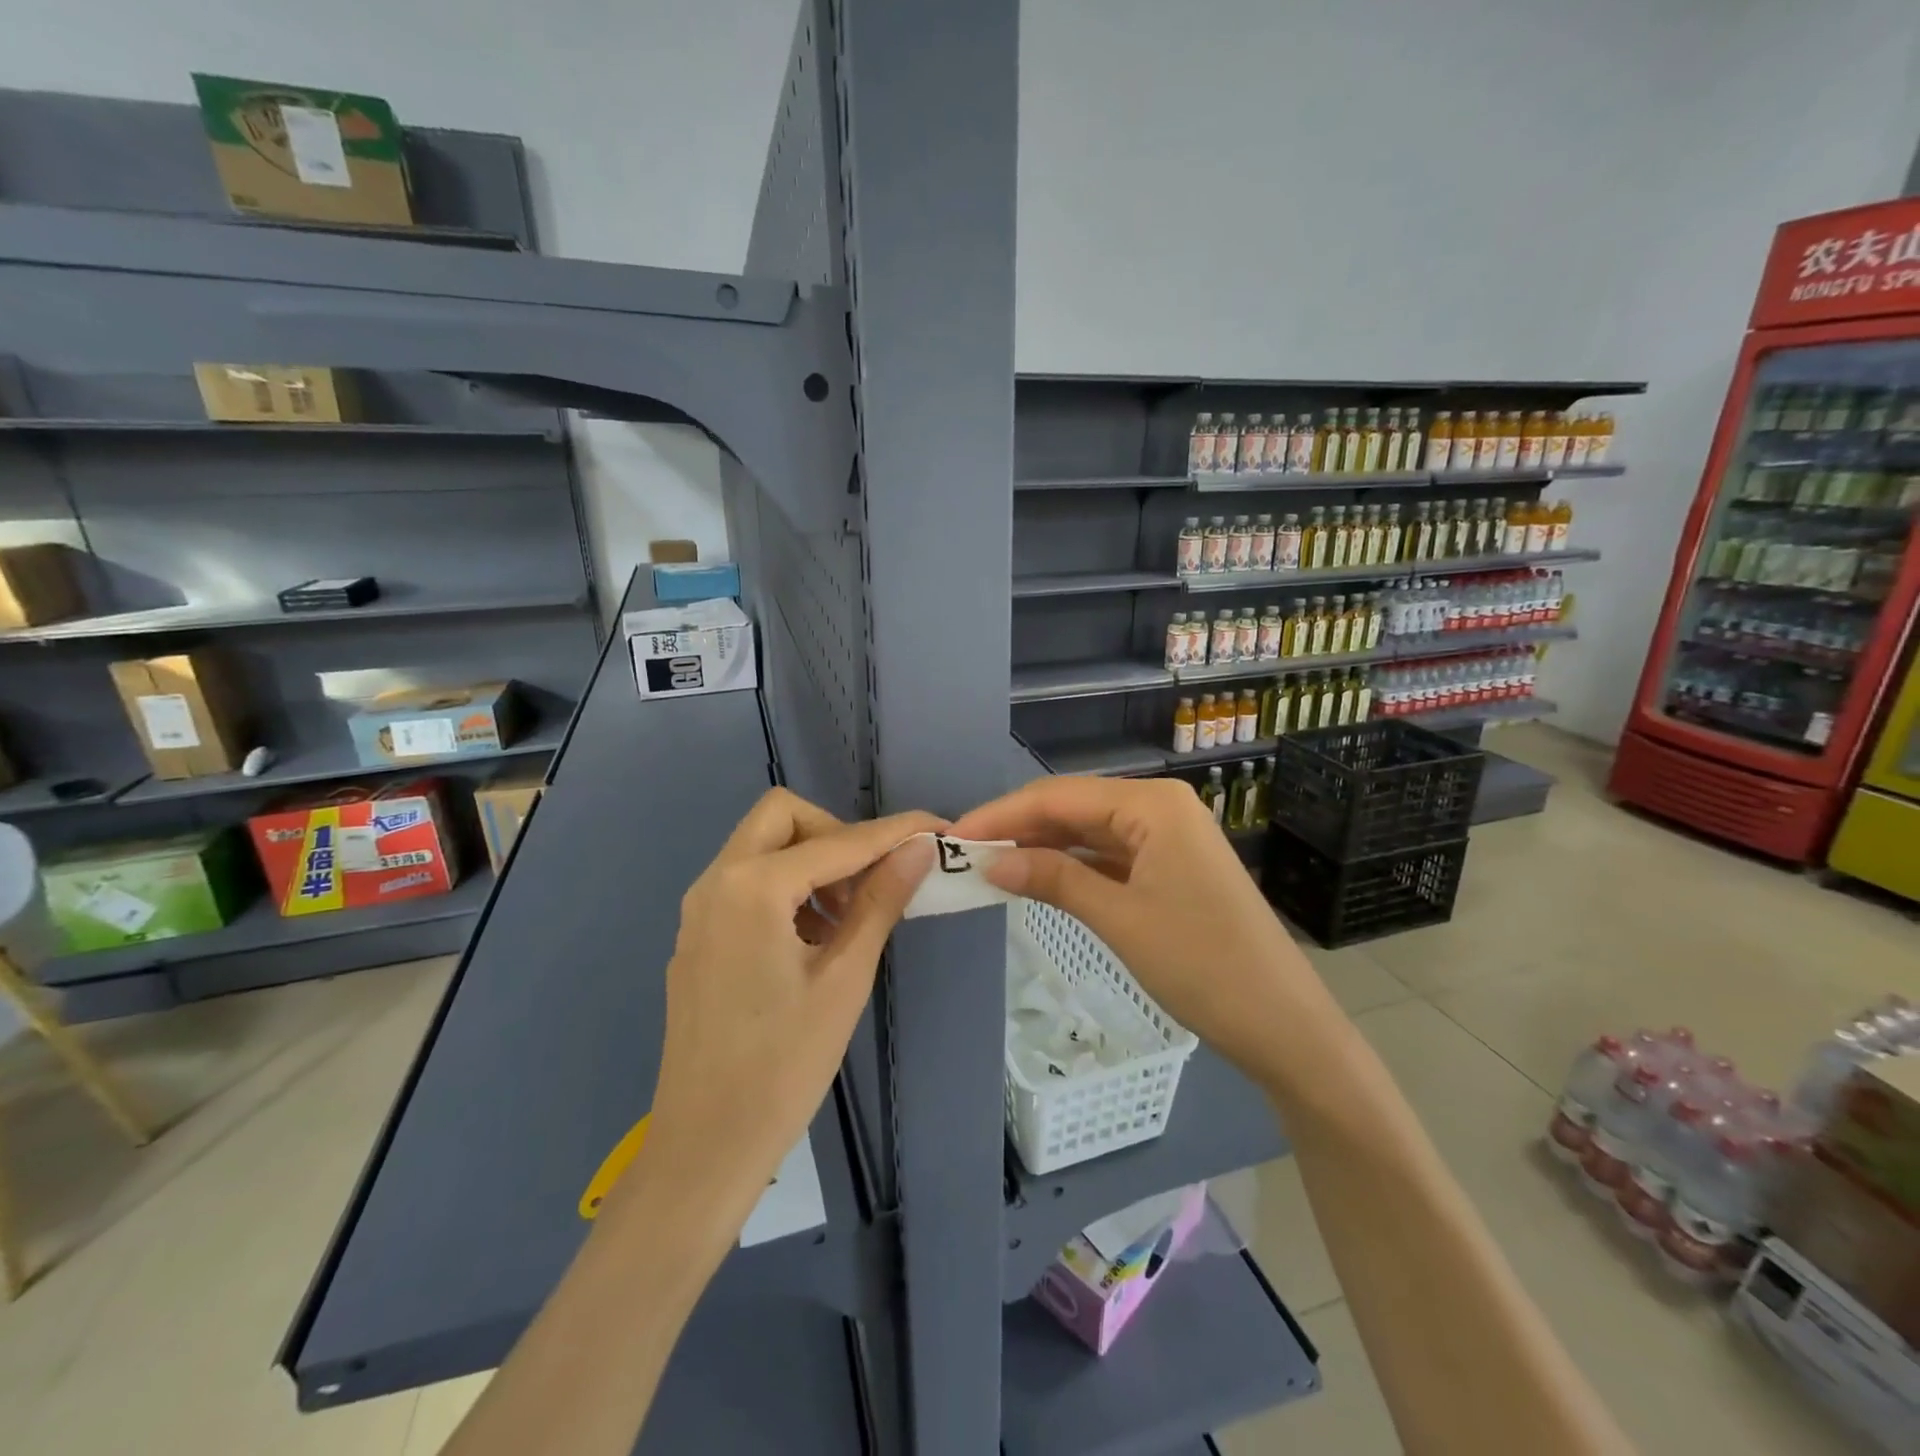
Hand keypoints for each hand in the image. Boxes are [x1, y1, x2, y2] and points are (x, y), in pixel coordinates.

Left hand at [635, 789, 941, 1220]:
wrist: (705, 1146)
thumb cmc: (783, 1066)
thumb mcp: (844, 979)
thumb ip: (880, 902)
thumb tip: (919, 849)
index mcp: (752, 888)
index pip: (838, 842)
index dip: (894, 832)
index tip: (937, 829)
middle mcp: (716, 882)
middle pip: (783, 817)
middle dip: (836, 834)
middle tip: (871, 880)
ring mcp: (699, 908)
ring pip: (761, 846)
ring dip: (810, 861)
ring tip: (847, 917)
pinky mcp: (697, 934)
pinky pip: (746, 882)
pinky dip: (785, 886)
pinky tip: (813, 938)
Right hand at [953, 776, 1337, 1080]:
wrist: (1282, 1024)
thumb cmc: (1202, 965)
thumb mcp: (1119, 919)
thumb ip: (1052, 879)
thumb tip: (989, 861)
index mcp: (1152, 804)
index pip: (1058, 796)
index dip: (1001, 815)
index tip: (952, 837)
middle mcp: (1160, 808)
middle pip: (1073, 808)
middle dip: (1018, 828)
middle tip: (964, 853)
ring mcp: (1168, 838)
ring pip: (1089, 832)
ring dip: (1042, 847)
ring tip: (989, 864)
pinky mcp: (1170, 868)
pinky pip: (1109, 856)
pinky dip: (1072, 866)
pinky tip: (1038, 877)